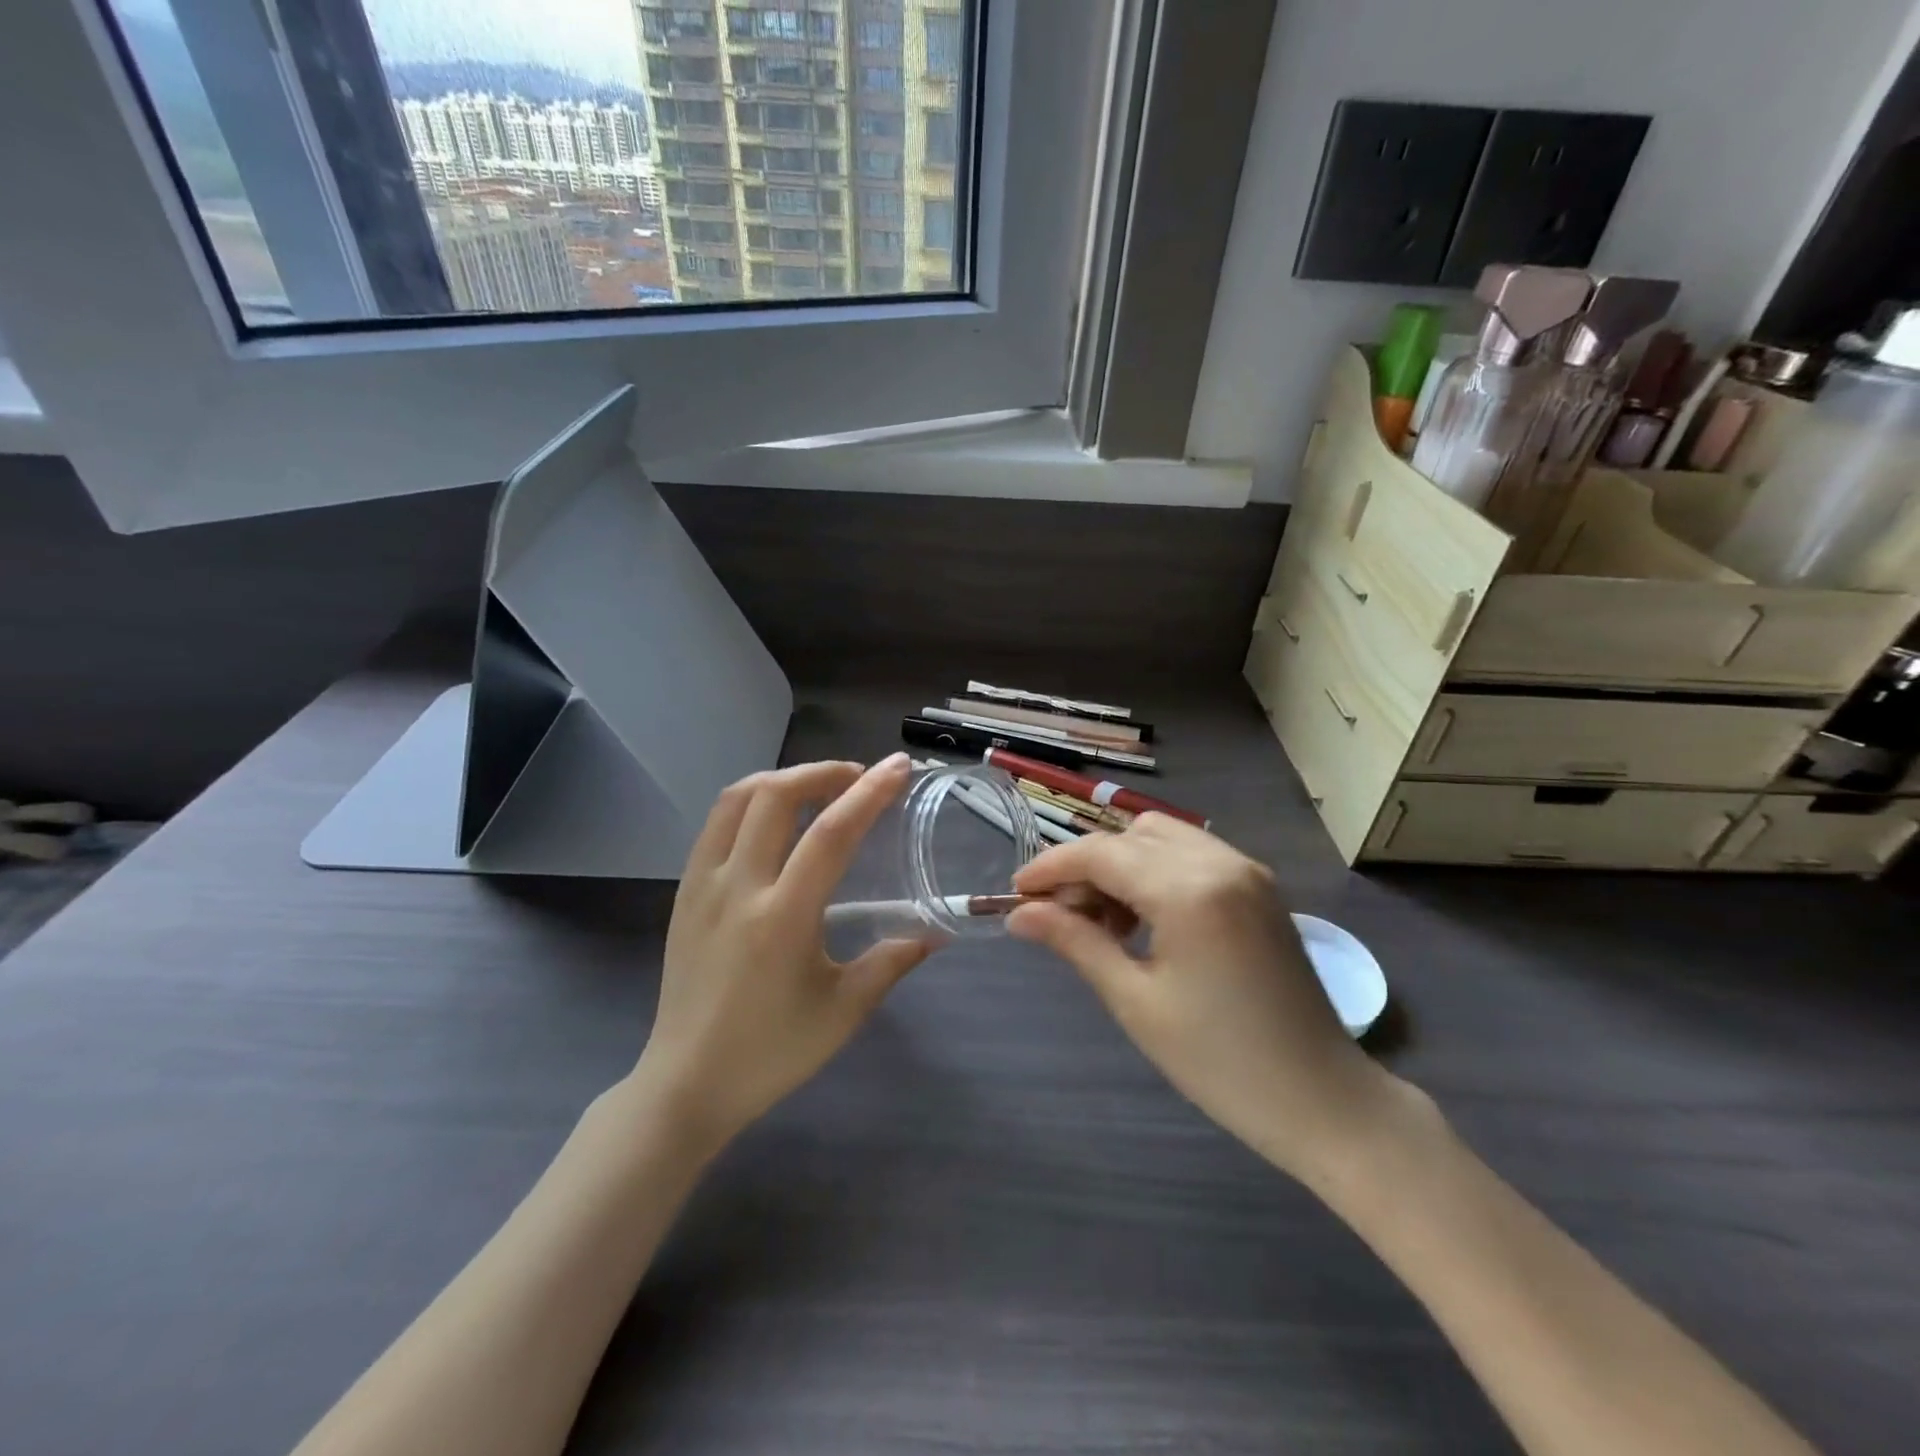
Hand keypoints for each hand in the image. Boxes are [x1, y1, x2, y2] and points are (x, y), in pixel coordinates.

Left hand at [634, 754, 932, 1147]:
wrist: (687, 1084)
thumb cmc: (771, 1052)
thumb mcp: (844, 1011)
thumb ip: (891, 962)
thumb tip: (933, 932)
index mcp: (782, 917)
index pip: (830, 834)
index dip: (869, 793)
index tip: (897, 767)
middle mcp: (738, 888)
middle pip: (775, 795)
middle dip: (822, 771)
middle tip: (857, 777)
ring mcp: (703, 885)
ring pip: (737, 799)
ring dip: (783, 778)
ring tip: (817, 787)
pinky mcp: (684, 892)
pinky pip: (717, 824)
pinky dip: (752, 801)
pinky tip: (775, 819)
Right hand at [1007, 815, 1401, 1184]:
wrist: (1324, 1100)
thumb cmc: (1221, 1062)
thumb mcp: (1135, 1001)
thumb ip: (1076, 942)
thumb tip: (1020, 915)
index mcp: (1189, 890)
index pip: (1101, 854)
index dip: (1051, 868)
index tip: (1016, 894)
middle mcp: (1220, 862)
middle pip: (1129, 837)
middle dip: (1086, 867)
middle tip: (1061, 918)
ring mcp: (1246, 870)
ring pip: (1161, 837)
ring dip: (1122, 864)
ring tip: (1104, 922)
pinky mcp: (1260, 886)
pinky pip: (1192, 854)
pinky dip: (1157, 871)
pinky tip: (1146, 919)